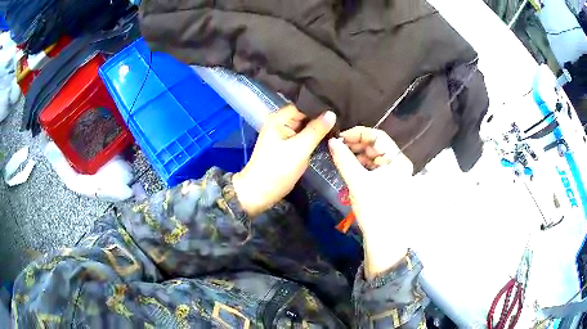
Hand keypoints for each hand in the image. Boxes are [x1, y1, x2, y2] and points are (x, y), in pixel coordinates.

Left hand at [233, 105, 335, 216]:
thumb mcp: (300, 149)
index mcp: (279, 118)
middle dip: (321, 117)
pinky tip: (327, 136)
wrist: (260, 193)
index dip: (321, 107)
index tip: (339, 109)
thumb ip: (316, 130)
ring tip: (339, 126)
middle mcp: (280, 122)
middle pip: (304, 115)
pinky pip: (302, 136)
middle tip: (343, 119)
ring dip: (318, 128)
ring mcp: (283, 134)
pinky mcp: (286, 145)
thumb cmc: (277, 170)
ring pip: (304, 126)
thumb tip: (332, 113)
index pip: (304, 105)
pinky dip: (313, 137)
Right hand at [328, 126, 414, 279]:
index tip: (339, 137)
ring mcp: (393, 174)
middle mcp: (398, 164)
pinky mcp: (387, 183)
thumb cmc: (374, 208)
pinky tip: (348, 166)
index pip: (377, 136)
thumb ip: (344, 159)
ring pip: (373, 157)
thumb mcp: (357, 181)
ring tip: (339, 155)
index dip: (358, 133)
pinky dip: (360, 165)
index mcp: (398, 160)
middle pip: (376, 146)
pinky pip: (372, 168)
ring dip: (357, 154)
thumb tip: (331, 141)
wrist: (383, 238)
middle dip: (356, 144)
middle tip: (336, 146)